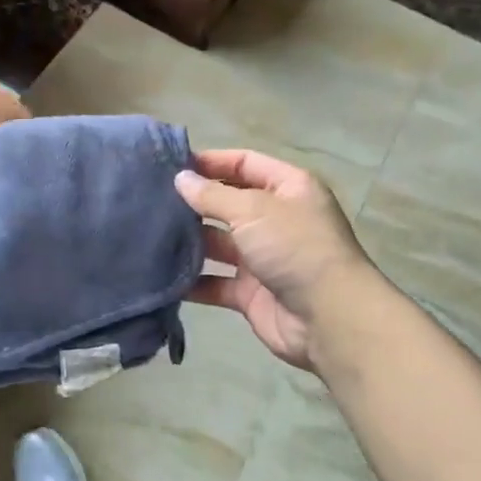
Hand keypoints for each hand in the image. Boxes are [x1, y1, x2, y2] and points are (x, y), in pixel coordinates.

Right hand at [174, 149, 373, 370]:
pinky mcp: (251, 293)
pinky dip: (192, 280)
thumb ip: (213, 194)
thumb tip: (180, 179)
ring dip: (190, 240)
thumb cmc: (294, 247)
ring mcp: (263, 258)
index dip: (211, 161)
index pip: (245, 163)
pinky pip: (215, 282)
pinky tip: (161, 274)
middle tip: (152, 199)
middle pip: (229, 203)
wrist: (330, 319)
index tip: (171, 165)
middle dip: (195, 202)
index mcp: (288, 188)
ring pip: (219, 243)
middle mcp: (276, 219)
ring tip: (150, 233)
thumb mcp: (253, 209)